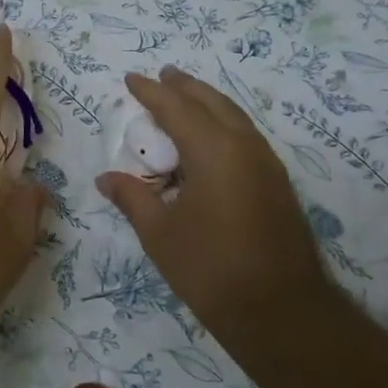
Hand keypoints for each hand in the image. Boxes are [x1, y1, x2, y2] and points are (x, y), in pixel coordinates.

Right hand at [97, 68, 333, 337]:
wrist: (281, 312)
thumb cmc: (211, 270)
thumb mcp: (160, 234)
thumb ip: (133, 198)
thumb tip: (106, 178)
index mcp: (214, 152)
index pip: (177, 108)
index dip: (152, 92)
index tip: (131, 79)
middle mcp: (246, 148)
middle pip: (213, 103)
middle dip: (186, 87)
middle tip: (163, 75)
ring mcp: (267, 166)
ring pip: (235, 118)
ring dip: (208, 104)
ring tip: (185, 98)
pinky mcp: (277, 185)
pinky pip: (246, 137)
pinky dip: (223, 125)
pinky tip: (210, 141)